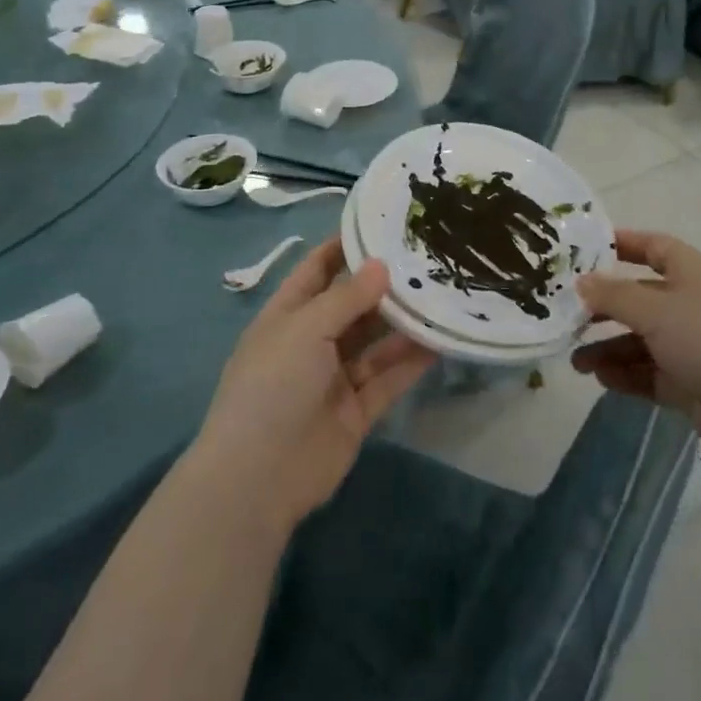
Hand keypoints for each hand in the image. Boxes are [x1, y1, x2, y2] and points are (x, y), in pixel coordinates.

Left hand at [193, 239, 434, 533]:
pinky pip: (389, 378)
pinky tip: (440, 340)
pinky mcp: (358, 410)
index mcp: (287, 316)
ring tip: (441, 295)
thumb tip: (381, 266)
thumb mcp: (304, 329)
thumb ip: (346, 297)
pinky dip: (411, 361)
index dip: (343, 247)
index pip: (316, 270)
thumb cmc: (272, 386)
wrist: (260, 477)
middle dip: (384, 285)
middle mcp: (312, 342)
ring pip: (376, 342)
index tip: (380, 223)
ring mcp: (335, 378)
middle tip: (426, 259)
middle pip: (352, 305)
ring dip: (403, 322)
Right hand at [572, 230, 700, 469]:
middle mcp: (692, 304)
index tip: (583, 250)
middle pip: (639, 297)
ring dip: (608, 347)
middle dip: (604, 307)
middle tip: (567, 316)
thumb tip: (582, 281)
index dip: (621, 244)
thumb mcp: (656, 311)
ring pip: (640, 339)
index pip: (653, 246)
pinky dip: (626, 374)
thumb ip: (614, 295)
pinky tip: (601, 379)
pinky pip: (649, 372)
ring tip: (576, 361)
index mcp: (692, 273)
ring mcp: (692, 345)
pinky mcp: (690, 382)